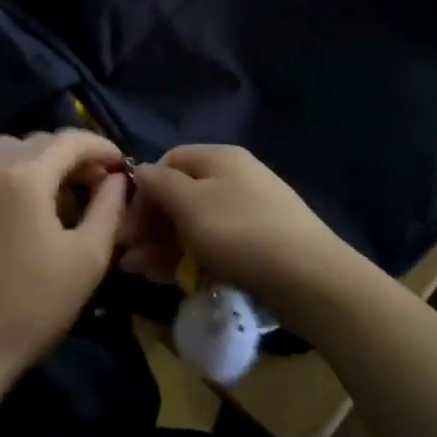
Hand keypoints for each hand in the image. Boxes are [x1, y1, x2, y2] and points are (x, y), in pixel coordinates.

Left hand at [0, 130, 127, 387]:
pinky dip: (17, 171)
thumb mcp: (87, 258)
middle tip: (99, 181)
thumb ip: (108, 208)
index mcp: (26, 176)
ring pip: (12, 149)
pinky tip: (31, 205)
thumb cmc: (32, 306)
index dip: (101, 146)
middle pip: (40, 140)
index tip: (123, 165)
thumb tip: (118, 179)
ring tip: (64, 189)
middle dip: (74, 153)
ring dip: (42, 158)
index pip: (70, 140)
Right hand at [120, 145, 362, 336]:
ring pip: (194, 223)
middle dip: (149, 223)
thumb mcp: (189, 203)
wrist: (309, 278)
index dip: (143, 189)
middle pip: (180, 194)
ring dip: (162, 244)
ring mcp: (248, 211)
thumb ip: (158, 184)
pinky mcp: (257, 244)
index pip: (168, 161)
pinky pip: (213, 244)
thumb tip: (140, 173)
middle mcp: (234, 177)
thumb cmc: (240, 232)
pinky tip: (170, 277)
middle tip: (126, 254)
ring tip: (138, 272)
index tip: (127, 222)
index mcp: (219, 157)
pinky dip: (188, 257)